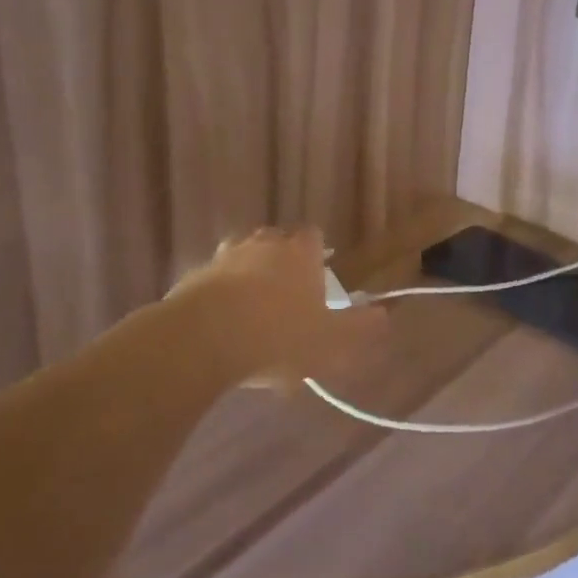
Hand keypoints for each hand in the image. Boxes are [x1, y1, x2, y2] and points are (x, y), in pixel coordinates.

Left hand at [170, 228, 385, 387]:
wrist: (203, 339)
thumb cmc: (278, 336)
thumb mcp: (331, 341)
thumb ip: (360, 327)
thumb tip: (384, 315)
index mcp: (300, 254)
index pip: (313, 236)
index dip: (318, 252)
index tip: (320, 272)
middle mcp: (263, 246)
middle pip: (276, 241)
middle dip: (282, 260)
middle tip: (288, 292)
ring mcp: (224, 258)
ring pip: (242, 257)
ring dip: (249, 275)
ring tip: (253, 309)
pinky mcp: (193, 278)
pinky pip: (213, 281)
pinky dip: (220, 295)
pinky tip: (223, 324)